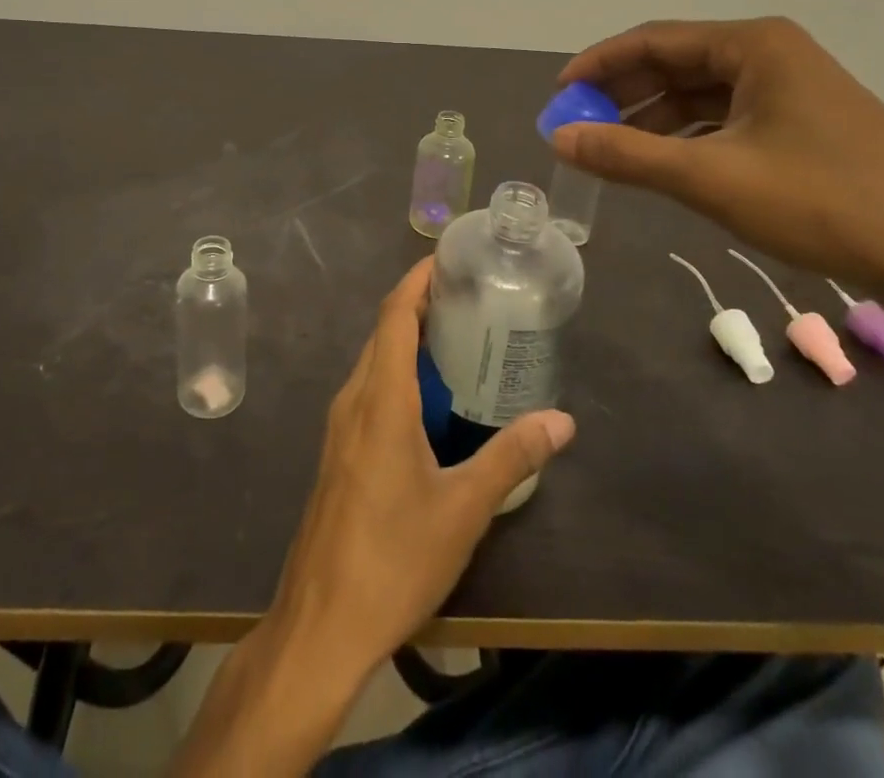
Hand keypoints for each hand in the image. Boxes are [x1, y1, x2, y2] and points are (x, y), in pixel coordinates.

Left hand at [270, 257, 575, 676]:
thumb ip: (511, 457)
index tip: (447, 261)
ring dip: (408, 343)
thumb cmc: (394, 557)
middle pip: (383, 334)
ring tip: (457, 341)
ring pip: (374, 364)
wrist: (322, 623)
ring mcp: (341, 428)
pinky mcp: (339, 453)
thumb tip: (562, 420)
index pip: (394, 316)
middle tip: (469, 299)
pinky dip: (398, 376)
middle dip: (420, 307)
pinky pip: (369, 392)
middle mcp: (354, 400)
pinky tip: (430, 402)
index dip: (417, 282)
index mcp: (380, 399)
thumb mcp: (463, 508)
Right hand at [553, 17, 883, 297]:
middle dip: (624, 93)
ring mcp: (796, 87)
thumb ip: (628, 155)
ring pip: (703, 92)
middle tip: (580, 126)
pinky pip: (730, 116)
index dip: (599, 65)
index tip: (559, 96)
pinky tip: (668, 163)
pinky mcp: (809, 122)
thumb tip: (558, 138)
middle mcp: (774, 53)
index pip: (654, 40)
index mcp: (754, 45)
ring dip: (654, 117)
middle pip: (677, 62)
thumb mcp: (712, 179)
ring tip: (613, 150)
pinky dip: (690, 135)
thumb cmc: (823, 204)